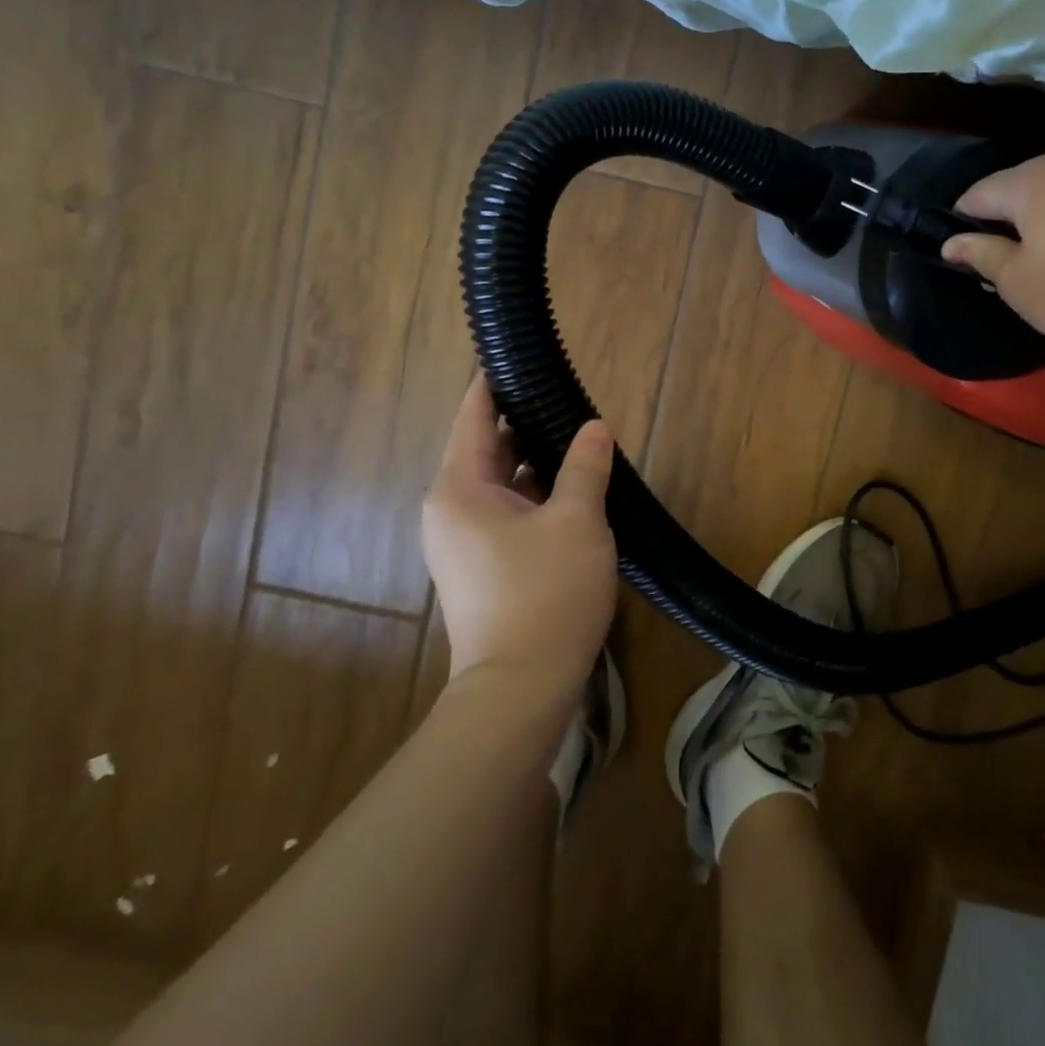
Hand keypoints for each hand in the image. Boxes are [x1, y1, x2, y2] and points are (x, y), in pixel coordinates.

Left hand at [422, 376, 617, 700]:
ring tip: (578, 439)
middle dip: (527, 424)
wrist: (520, 689)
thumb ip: (585, 466)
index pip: (474, 417)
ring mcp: (462, 542)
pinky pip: (505, 512)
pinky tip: (571, 489)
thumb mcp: (577, 520)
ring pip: (500, 483)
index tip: (517, 357)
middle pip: (487, 448)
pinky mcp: (481, 567)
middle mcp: (450, 509)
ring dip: (535, 463)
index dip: (495, 384)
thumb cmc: (546, 593)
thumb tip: (594, 427)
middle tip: (569, 399)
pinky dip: (533, 495)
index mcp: (460, 488)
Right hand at [941, 147, 1044, 363]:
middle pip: (1018, 188)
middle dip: (1004, 220)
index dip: (961, 222)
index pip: (977, 194)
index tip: (959, 254)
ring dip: (1042, 220)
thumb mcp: (1018, 282)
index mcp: (1031, 180)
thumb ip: (981, 255)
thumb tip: (951, 242)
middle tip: (1002, 264)